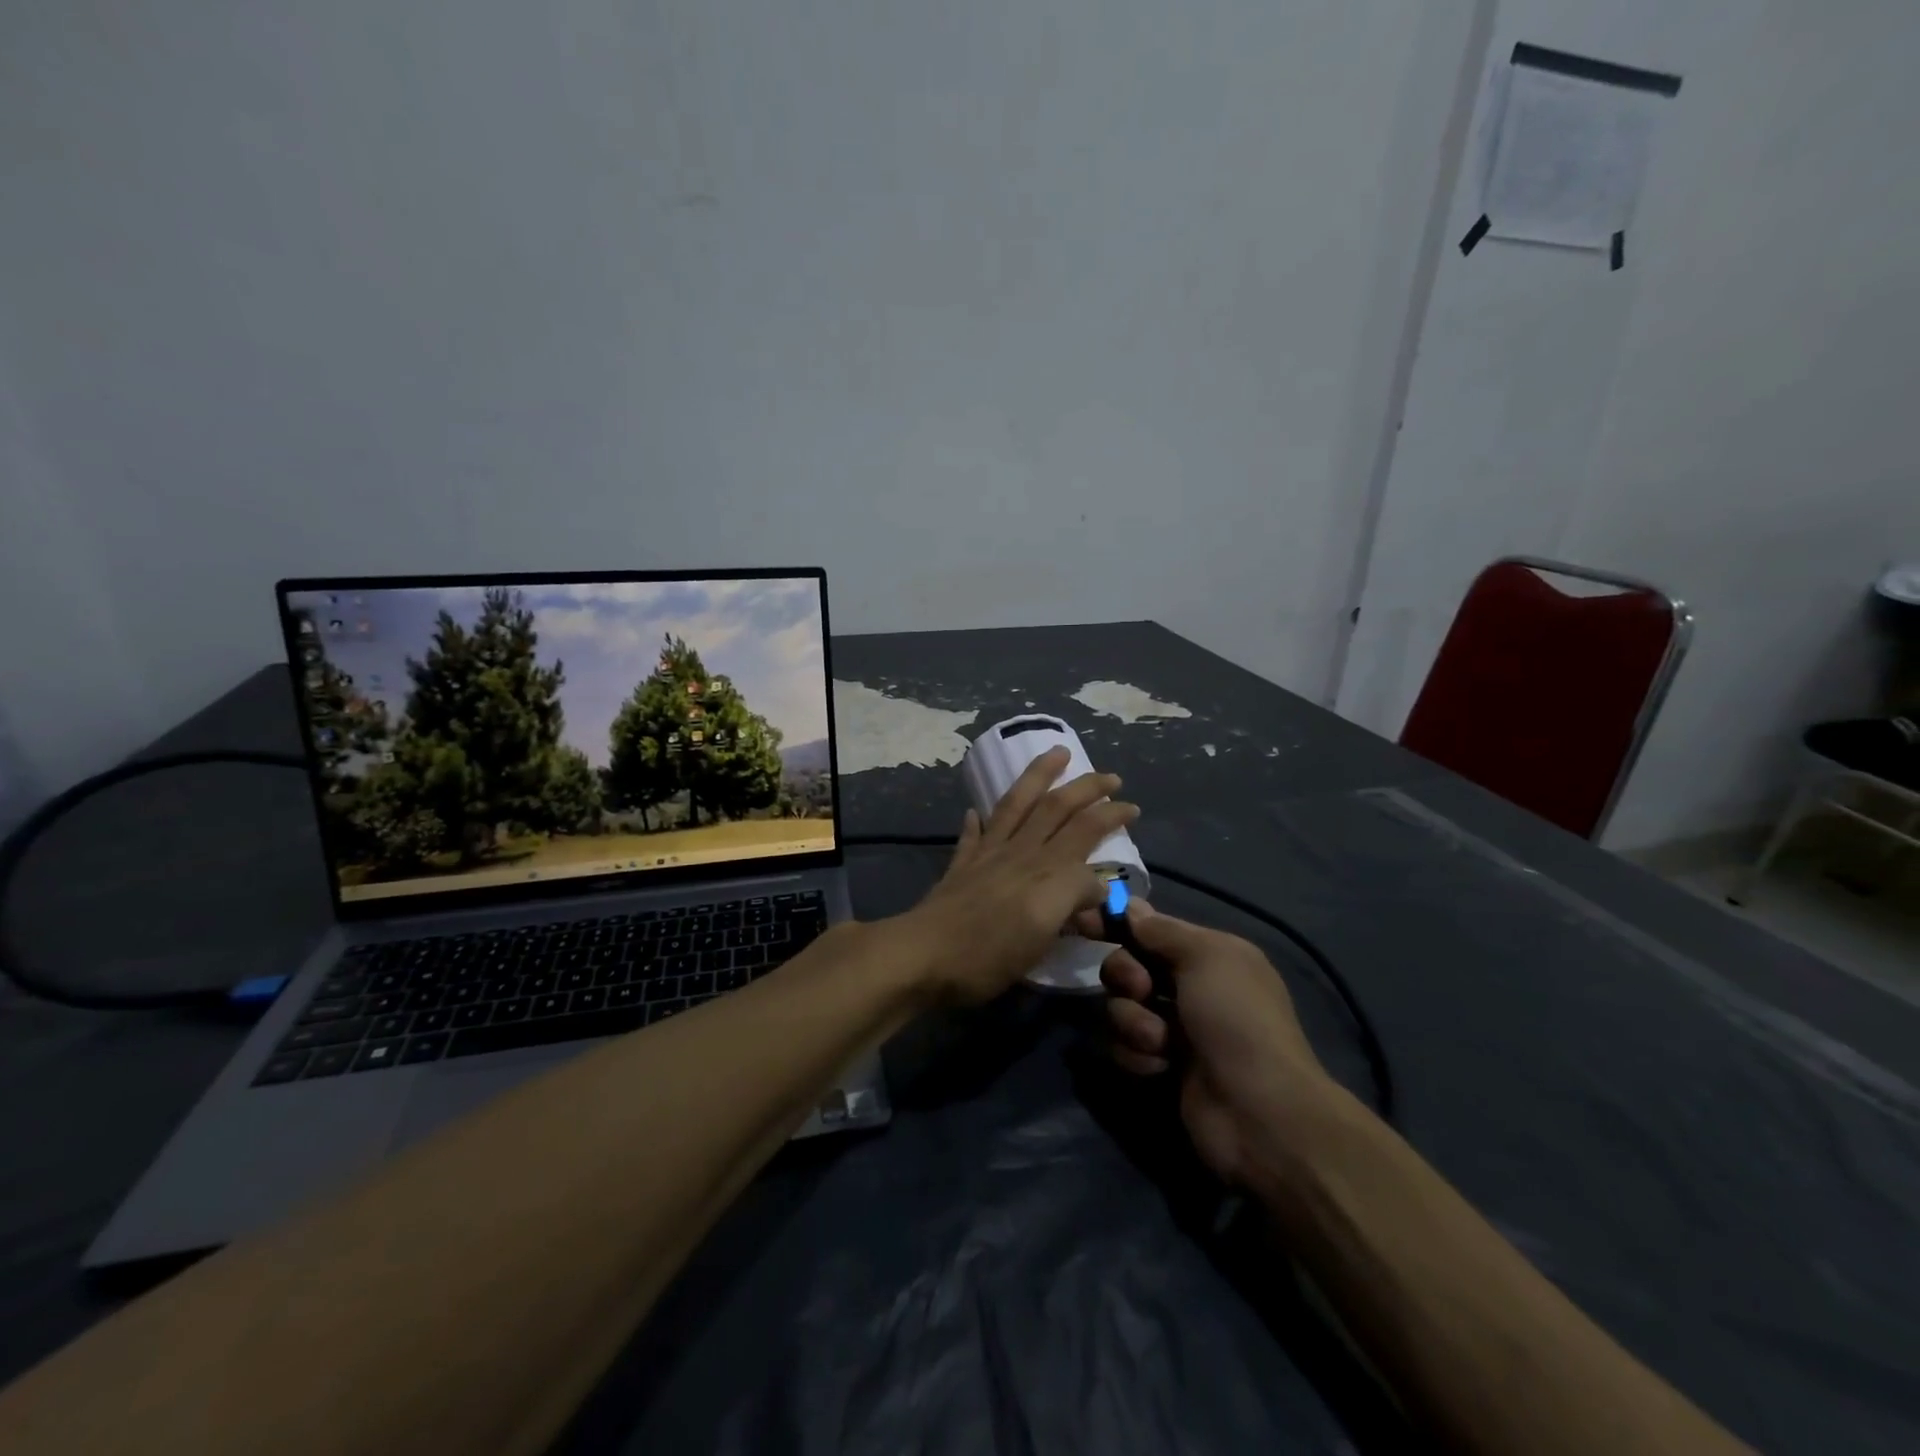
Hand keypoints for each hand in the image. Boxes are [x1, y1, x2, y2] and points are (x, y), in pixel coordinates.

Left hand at [896, 747, 1139, 1005]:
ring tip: (1057, 753)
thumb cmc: (989, 952)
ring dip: (1039, 776)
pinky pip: (973, 835)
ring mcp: (987, 856)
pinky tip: (978, 811)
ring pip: (1017, 804)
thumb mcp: (1043, 931)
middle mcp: (1019, 853)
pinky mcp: (961, 867)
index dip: (1111, 817)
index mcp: (1045, 869)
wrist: (924, 955)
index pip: (1086, 831)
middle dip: (1086, 788)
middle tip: (1110, 776)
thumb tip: (1095, 884)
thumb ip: (1073, 897)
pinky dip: (979, 820)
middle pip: (1057, 809)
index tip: (1132, 809)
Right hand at [1087, 900, 1329, 1185]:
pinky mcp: (1161, 1066)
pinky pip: (1124, 1047)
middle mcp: (1190, 988)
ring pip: (1121, 1008)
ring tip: (1162, 1043)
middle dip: (1126, 975)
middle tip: (1142, 990)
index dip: (1117, 923)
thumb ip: (1162, 930)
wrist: (1258, 1111)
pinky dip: (1138, 1055)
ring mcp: (1175, 1029)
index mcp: (1209, 955)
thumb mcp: (1206, 957)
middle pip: (1128, 965)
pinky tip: (1162, 1067)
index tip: (1084, 923)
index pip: (1151, 928)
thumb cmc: (1236, 1019)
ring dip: (1134, 1022)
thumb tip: (1131, 906)